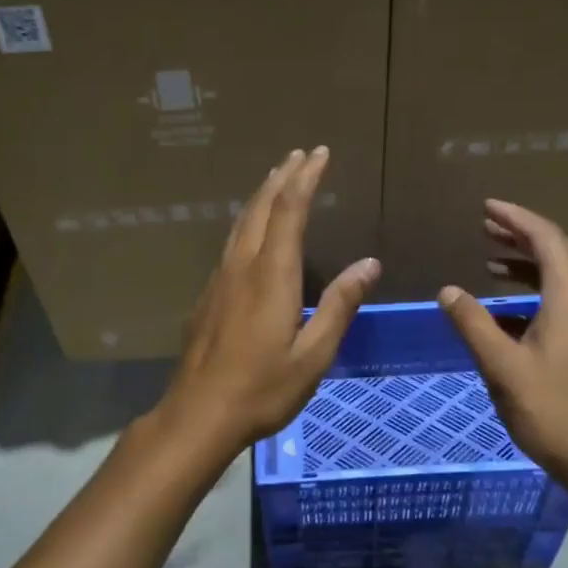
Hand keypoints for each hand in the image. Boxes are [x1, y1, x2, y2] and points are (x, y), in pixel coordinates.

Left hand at [153, 147, 379, 461]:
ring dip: (262, 195)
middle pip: (261, 208)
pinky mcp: (207, 296)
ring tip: (277, 178)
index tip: (319, 153)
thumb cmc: (263, 389)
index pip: (290, 211)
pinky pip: (231, 243)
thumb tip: (369, 264)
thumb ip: (340, 306)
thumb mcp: (313, 354)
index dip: (305, 179)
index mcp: (272, 276)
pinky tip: (252, 232)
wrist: (198, 414)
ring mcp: (219, 280)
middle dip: (282, 177)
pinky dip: (248, 222)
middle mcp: (242, 267)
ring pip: (241, 223)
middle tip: (300, 154)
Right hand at [438, 198, 567, 483]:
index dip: (516, 219)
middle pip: (559, 251)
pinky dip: (537, 289)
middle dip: (523, 234)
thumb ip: (473, 324)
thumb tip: (447, 291)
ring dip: (529, 262)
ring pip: (564, 275)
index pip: (546, 239)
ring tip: (492, 260)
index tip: (487, 207)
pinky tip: (508, 309)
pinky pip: (566, 299)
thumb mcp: (502, 366)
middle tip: (487, 225)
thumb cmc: (552, 410)